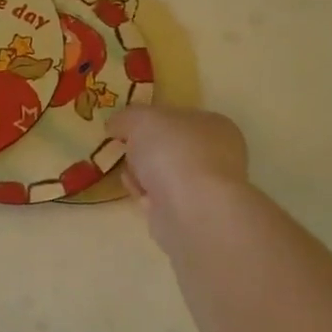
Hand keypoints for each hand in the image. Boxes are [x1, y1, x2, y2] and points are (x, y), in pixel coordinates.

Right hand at [107, 104, 253, 240]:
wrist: (193, 211)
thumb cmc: (175, 153)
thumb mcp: (141, 119)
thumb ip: (126, 117)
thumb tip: (115, 125)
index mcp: (213, 125)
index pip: (178, 117)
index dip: (150, 120)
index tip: (126, 126)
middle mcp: (216, 155)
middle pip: (168, 147)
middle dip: (143, 148)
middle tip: (125, 148)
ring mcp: (204, 187)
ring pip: (163, 174)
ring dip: (142, 173)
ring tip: (129, 174)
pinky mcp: (190, 214)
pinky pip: (160, 198)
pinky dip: (145, 194)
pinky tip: (138, 193)